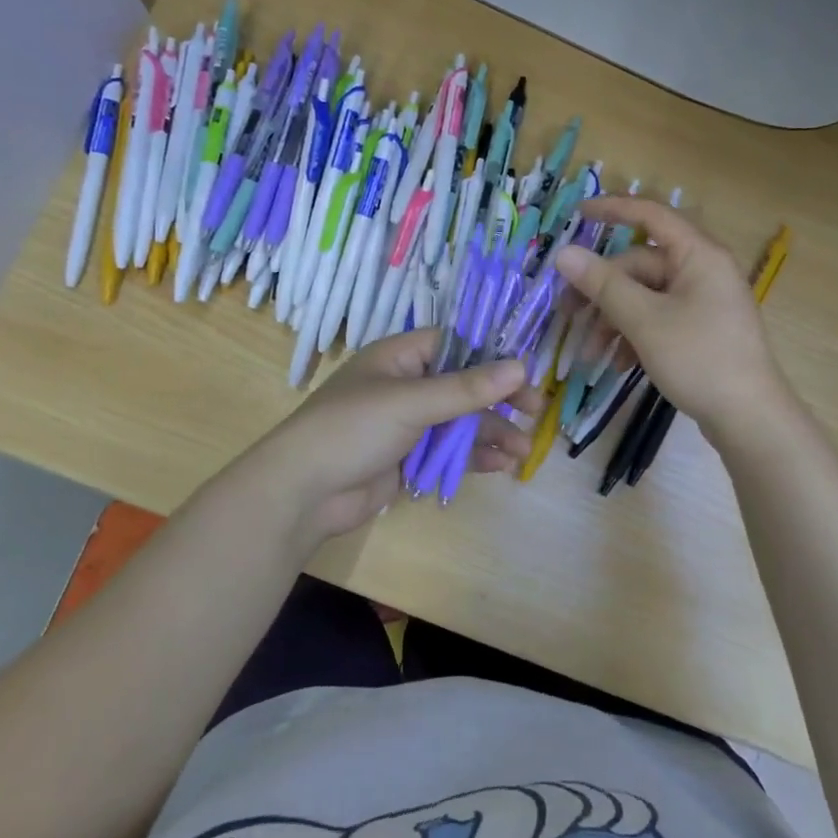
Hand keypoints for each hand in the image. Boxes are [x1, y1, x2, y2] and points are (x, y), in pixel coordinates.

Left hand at [247, 329, 540, 544]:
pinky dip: (473, 456)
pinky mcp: (407, 459)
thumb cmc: (352, 429)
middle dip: (498, 400)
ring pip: (459, 422)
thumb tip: (521, 366)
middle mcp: (405, 386)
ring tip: (522, 450)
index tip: (526, 370)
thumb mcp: (412, 402)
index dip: (491, 355)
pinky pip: (448, 451)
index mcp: (399, 358)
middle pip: (463, 386)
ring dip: (491, 433)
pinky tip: (501, 465)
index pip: (454, 344)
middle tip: (535, 410)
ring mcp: (406, 425)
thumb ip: (466, 388)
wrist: (302, 492)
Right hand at [556, 197, 783, 433]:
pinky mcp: (701, 330)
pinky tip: (617, 365)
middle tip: (567, 316)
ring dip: (613, 322)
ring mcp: (703, 302)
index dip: (612, 210)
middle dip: (602, 292)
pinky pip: (659, 320)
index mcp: (698, 255)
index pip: (650, 215)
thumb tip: (564, 253)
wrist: (749, 418)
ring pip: (645, 298)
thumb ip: (603, 285)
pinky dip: (635, 337)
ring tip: (590, 355)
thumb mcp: (644, 320)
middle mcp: (702, 271)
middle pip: (639, 266)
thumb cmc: (699, 358)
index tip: (576, 215)